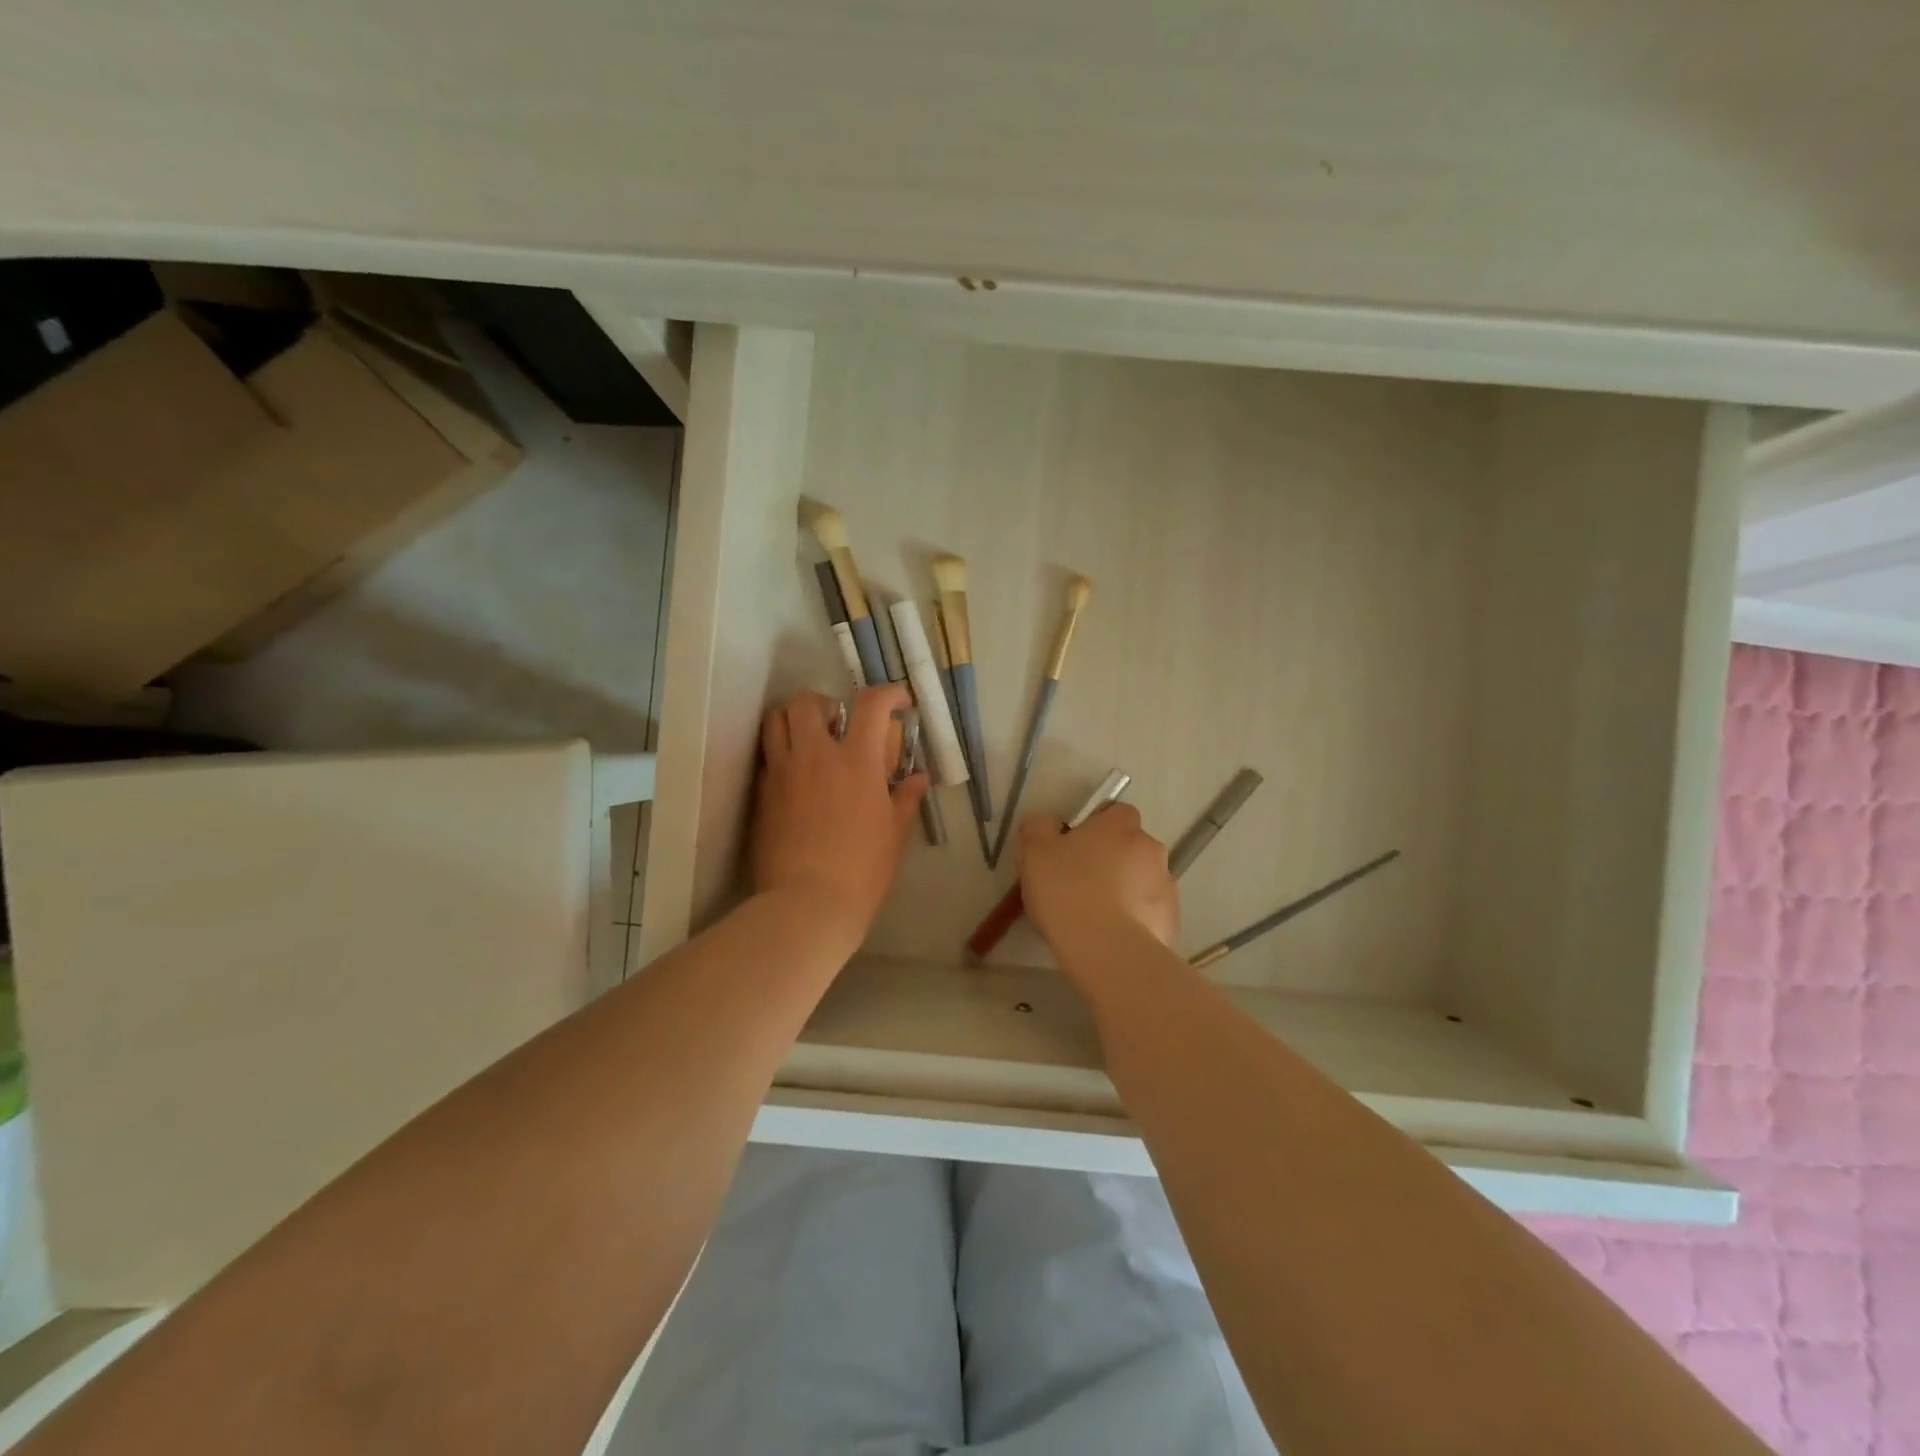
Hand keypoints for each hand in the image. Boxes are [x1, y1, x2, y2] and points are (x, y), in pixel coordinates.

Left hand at [753, 685, 927, 946]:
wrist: (807, 903)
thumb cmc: (863, 869)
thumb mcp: (896, 833)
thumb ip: (907, 798)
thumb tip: (918, 778)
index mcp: (856, 760)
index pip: (870, 704)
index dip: (887, 693)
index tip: (898, 702)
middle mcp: (815, 755)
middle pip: (807, 701)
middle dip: (826, 703)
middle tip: (840, 725)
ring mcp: (783, 772)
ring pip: (776, 720)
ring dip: (795, 720)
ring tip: (811, 742)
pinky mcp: (762, 794)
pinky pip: (768, 756)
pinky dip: (782, 753)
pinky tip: (797, 778)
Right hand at [1018, 801, 1178, 952]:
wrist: (1106, 950)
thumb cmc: (1067, 891)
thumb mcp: (1034, 852)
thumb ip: (1039, 827)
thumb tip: (1049, 823)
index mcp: (1121, 825)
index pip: (1114, 812)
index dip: (1094, 827)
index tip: (1073, 848)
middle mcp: (1151, 847)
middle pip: (1129, 847)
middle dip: (1110, 860)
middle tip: (1080, 884)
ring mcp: (1167, 885)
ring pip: (1141, 880)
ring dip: (1124, 890)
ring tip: (1095, 916)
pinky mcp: (1171, 920)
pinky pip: (1149, 912)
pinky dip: (1135, 919)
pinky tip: (1111, 936)